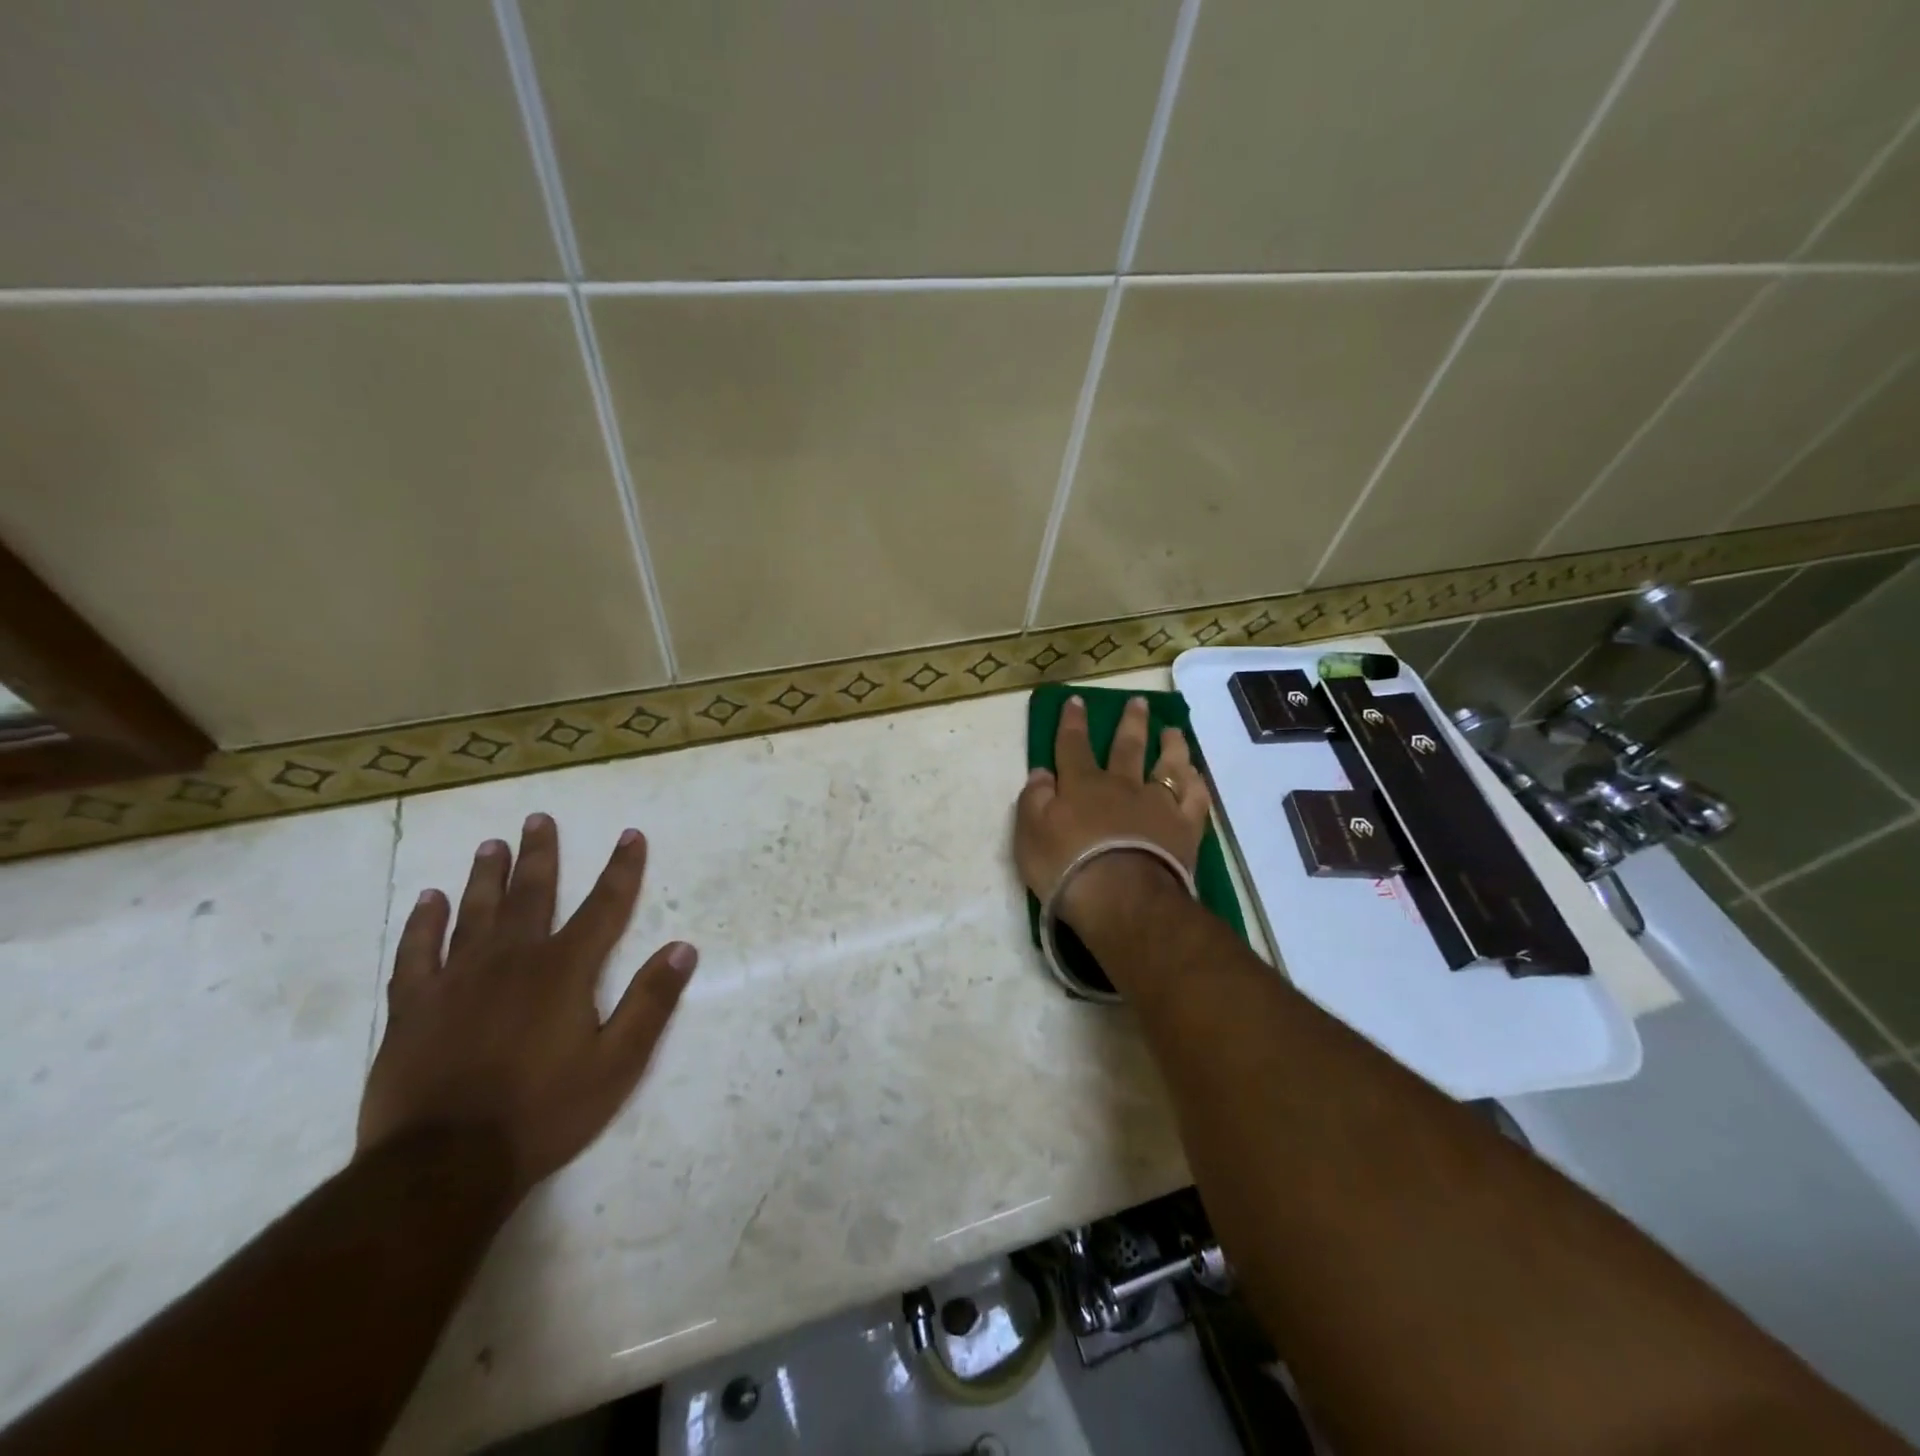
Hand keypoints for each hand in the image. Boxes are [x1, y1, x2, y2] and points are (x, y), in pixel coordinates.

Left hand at [357, 813, 696, 1198]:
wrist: (444, 1165)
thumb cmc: (544, 1112)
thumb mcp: (618, 1063)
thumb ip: (650, 1002)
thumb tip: (683, 948)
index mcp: (565, 970)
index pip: (604, 907)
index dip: (622, 869)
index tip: (630, 835)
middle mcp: (513, 960)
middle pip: (532, 895)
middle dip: (541, 855)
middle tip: (538, 819)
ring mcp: (457, 980)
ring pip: (475, 913)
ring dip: (487, 877)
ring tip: (491, 845)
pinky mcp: (413, 1007)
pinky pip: (416, 953)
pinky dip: (422, 923)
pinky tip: (427, 900)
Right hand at [1014, 695, 1211, 933]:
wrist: (1122, 897)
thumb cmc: (1067, 866)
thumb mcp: (1030, 834)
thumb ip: (1034, 799)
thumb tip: (1041, 772)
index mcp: (1082, 785)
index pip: (1073, 745)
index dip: (1072, 722)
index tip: (1076, 700)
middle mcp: (1122, 786)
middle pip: (1126, 747)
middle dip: (1130, 722)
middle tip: (1138, 701)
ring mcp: (1158, 805)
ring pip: (1167, 766)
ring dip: (1170, 746)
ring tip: (1173, 731)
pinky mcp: (1185, 828)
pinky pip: (1194, 798)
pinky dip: (1195, 783)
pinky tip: (1195, 775)